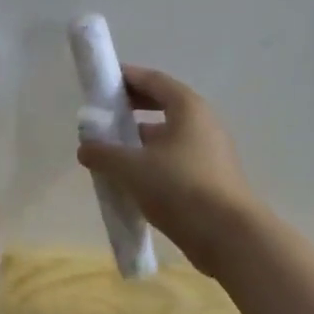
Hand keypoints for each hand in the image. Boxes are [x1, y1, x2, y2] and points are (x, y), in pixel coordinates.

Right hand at [75, 65, 257, 274]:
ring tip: (110, 153)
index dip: (125, 78)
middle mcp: (202, 123)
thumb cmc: (180, 187)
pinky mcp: (210, 178)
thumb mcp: (131, 168)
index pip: (153, 80)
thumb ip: (103, 153)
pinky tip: (131, 181)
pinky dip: (151, 162)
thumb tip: (85, 148)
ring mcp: (209, 152)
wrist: (229, 236)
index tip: (100, 82)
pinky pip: (174, 160)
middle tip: (103, 117)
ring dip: (138, 140)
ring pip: (167, 136)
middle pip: (161, 105)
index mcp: (187, 108)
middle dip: (130, 109)